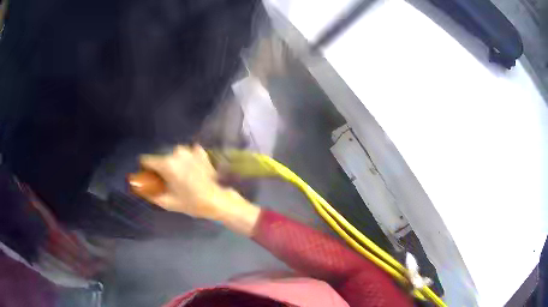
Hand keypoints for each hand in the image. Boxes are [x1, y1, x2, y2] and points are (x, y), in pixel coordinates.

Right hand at [138, 145, 259, 234]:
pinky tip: (192, 171)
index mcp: (167, 164)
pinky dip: (186, 160)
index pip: (146, 159)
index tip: (150, 177)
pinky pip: (187, 153)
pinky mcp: (200, 151)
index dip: (145, 169)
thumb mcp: (167, 202)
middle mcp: (177, 152)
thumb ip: (149, 193)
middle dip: (161, 168)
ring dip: (174, 163)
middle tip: (168, 182)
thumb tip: (136, 186)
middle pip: (160, 157)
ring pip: (173, 155)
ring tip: (182, 178)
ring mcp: (190, 150)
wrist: (219, 199)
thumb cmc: (192, 203)